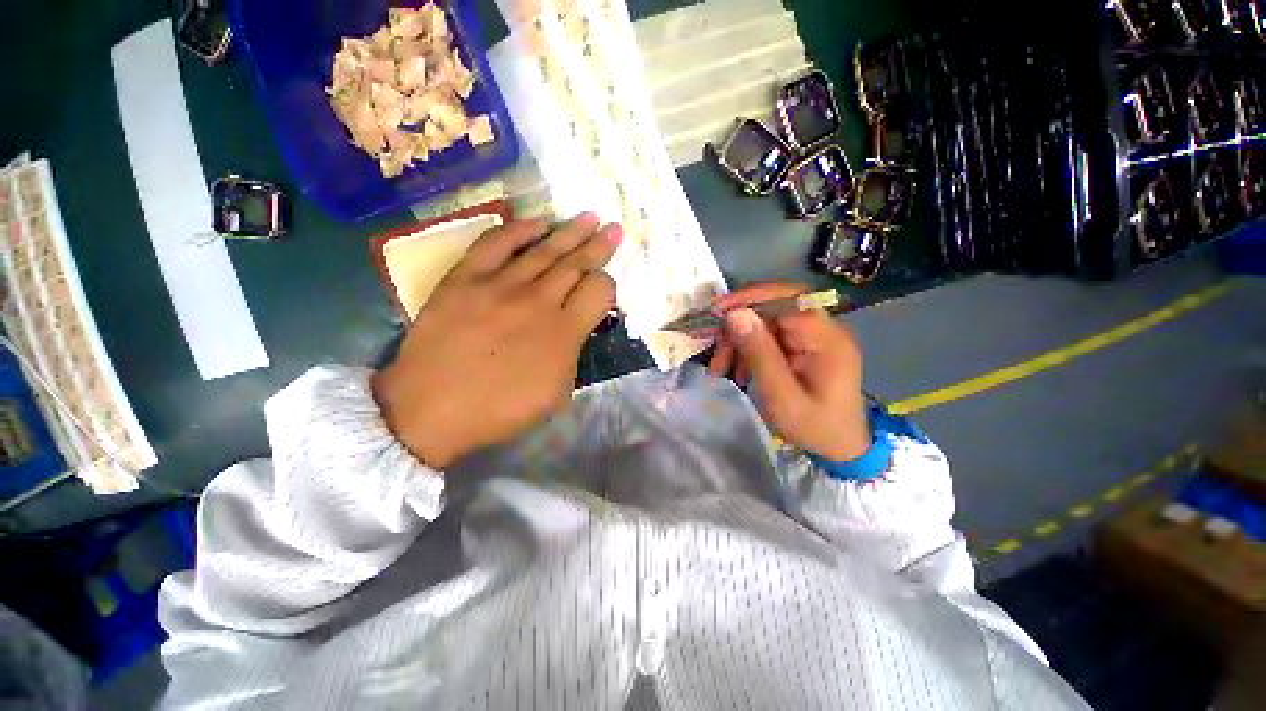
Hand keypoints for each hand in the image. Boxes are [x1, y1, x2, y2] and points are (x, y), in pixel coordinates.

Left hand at [372, 213, 620, 467]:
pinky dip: (518, 229)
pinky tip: (537, 222)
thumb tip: (576, 327)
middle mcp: (538, 301)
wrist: (432, 410)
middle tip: (613, 227)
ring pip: (543, 249)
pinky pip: (495, 243)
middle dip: (599, 244)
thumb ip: (574, 354)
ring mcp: (499, 286)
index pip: (599, 290)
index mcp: (564, 332)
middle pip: (576, 263)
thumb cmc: (500, 410)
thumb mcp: (557, 393)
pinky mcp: (465, 279)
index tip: (605, 285)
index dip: (608, 283)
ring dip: (569, 231)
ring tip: (588, 217)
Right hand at [707, 283, 869, 461]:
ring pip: (764, 325)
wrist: (840, 450)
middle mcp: (822, 329)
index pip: (787, 298)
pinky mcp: (801, 347)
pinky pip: (767, 339)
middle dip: (738, 328)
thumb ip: (760, 354)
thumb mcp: (782, 397)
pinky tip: (737, 372)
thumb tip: (736, 314)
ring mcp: (811, 338)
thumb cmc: (815, 428)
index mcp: (827, 338)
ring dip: (738, 342)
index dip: (750, 298)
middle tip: (716, 353)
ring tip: (720, 369)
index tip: (717, 312)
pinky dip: (747, 351)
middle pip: (772, 310)